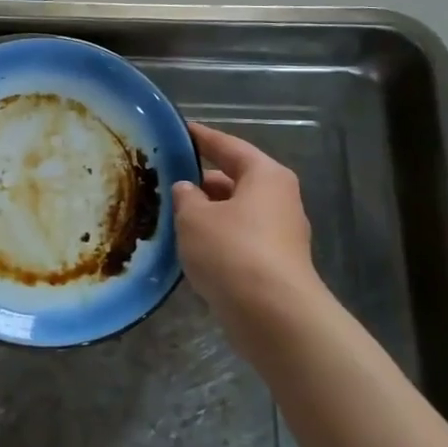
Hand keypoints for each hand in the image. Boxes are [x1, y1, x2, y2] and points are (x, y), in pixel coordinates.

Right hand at [172, 123, 321, 354]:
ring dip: (208, 213)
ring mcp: (281, 235)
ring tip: (171, 213)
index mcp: (265, 176)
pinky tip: (190, 247)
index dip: (201, 138)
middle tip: (167, 178)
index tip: (179, 130)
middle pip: (236, 180)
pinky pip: (239, 240)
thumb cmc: (232, 251)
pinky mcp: (275, 266)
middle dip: (202, 180)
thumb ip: (186, 197)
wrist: (273, 315)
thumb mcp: (194, 217)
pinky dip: (217, 238)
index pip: (228, 146)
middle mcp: (279, 199)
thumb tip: (188, 189)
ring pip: (236, 213)